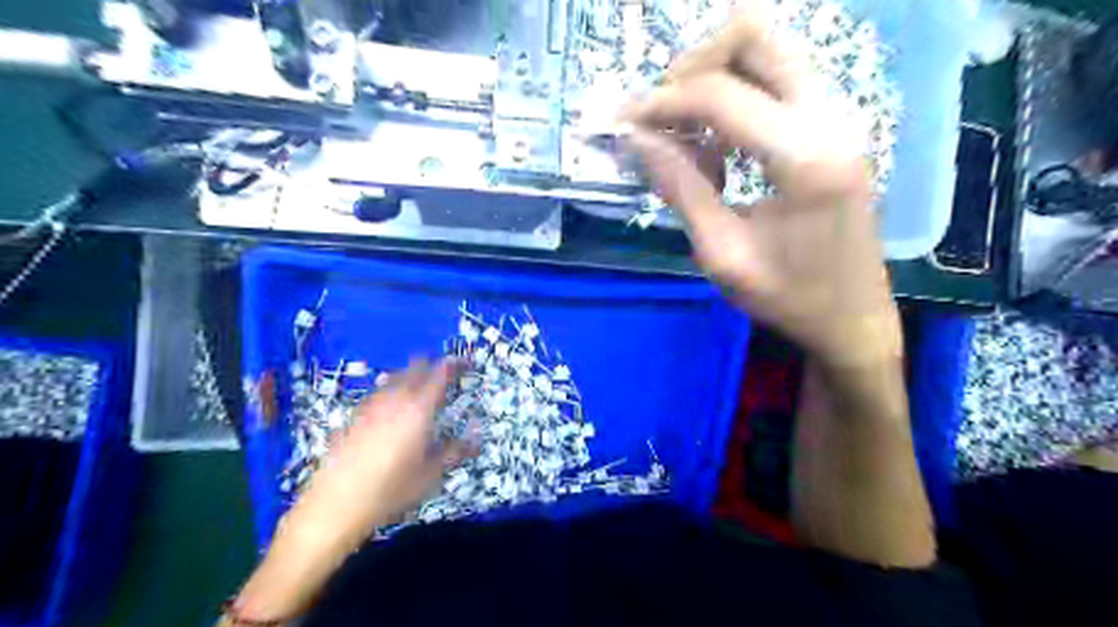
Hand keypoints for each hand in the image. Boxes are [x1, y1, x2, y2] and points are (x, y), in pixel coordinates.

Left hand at [286, 359, 472, 546]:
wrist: (335, 504)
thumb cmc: (390, 490)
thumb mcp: (430, 475)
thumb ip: (455, 452)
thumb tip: (477, 439)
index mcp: (418, 409)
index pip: (440, 374)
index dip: (454, 364)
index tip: (466, 363)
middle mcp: (395, 399)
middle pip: (415, 367)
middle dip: (432, 365)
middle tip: (445, 375)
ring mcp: (371, 405)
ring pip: (395, 377)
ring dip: (411, 376)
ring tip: (420, 388)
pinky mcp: (354, 416)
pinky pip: (378, 392)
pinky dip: (391, 390)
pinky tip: (391, 406)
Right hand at [625, 9, 901, 368]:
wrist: (852, 317)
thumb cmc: (787, 297)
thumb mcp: (721, 254)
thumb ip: (680, 188)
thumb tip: (636, 139)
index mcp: (804, 157)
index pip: (719, 94)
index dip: (661, 102)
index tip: (624, 124)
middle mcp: (830, 117)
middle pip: (754, 35)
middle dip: (693, 65)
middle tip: (661, 114)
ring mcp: (839, 115)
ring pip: (767, 50)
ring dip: (714, 78)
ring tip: (684, 135)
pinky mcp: (834, 125)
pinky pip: (776, 81)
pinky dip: (735, 98)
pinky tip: (716, 149)